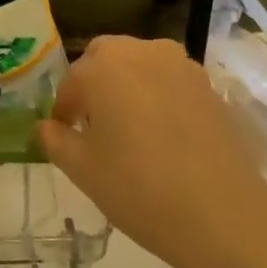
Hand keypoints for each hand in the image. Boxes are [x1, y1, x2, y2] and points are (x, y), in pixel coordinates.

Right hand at [38, 37, 266, 267]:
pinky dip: (157, 96)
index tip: (62, 136)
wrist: (221, 214)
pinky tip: (160, 135)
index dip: (62, 110)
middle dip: (93, 85)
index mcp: (104, 66)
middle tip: (91, 125)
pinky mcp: (209, 86)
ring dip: (126, 86)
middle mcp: (143, 52)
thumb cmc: (137, 188)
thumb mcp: (81, 169)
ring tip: (127, 129)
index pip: (70, 81)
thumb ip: (54, 139)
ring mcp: (182, 66)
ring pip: (141, 65)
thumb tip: (45, 126)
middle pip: (106, 58)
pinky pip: (170, 81)